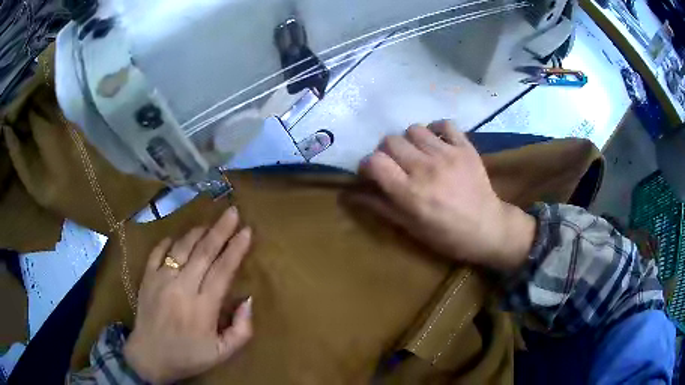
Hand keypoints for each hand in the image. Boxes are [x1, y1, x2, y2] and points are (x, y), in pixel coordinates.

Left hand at [123, 207, 252, 383]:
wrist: (149, 356)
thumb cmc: (188, 355)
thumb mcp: (223, 353)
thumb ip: (242, 329)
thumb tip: (248, 299)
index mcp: (203, 307)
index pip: (223, 270)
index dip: (236, 249)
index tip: (247, 231)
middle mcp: (182, 288)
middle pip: (204, 252)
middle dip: (221, 230)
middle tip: (233, 211)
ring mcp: (161, 280)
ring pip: (182, 248)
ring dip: (198, 232)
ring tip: (210, 222)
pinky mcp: (146, 278)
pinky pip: (158, 252)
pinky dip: (169, 241)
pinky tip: (178, 236)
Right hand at [349, 121, 535, 271]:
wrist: (488, 228)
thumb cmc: (446, 235)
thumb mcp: (410, 228)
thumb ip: (380, 206)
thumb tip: (348, 194)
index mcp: (410, 192)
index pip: (374, 161)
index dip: (367, 165)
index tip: (373, 173)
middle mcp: (425, 168)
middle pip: (390, 140)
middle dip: (386, 151)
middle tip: (396, 164)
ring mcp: (447, 154)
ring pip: (414, 129)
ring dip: (410, 140)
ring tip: (418, 153)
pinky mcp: (466, 147)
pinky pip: (444, 124)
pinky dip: (437, 130)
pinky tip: (438, 143)